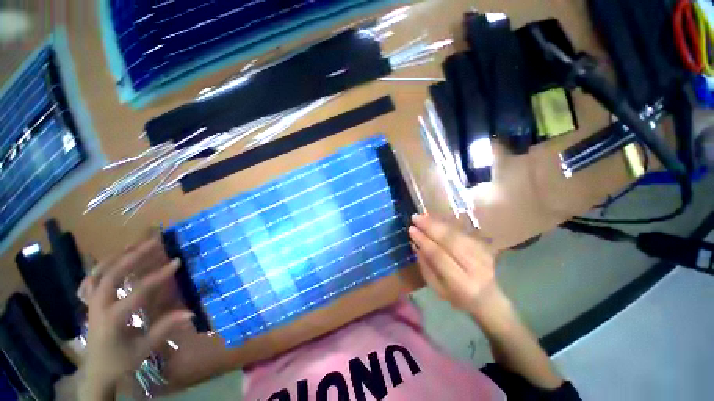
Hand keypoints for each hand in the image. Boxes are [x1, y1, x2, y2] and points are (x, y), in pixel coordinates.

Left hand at [79, 233, 192, 398]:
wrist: (96, 371)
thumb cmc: (121, 361)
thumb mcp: (144, 348)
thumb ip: (164, 328)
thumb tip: (190, 312)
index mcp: (113, 319)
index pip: (138, 292)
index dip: (159, 275)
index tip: (177, 261)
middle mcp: (98, 306)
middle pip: (112, 274)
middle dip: (133, 255)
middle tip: (154, 242)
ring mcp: (90, 302)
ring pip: (99, 272)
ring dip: (117, 256)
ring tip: (136, 244)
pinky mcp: (89, 302)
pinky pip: (92, 278)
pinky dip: (102, 266)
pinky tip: (113, 260)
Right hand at [408, 214, 502, 317]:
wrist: (489, 300)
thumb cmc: (458, 298)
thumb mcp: (437, 289)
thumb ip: (426, 267)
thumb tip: (417, 246)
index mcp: (461, 283)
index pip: (439, 256)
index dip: (424, 241)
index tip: (411, 229)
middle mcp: (475, 268)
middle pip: (451, 241)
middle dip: (431, 227)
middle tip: (416, 217)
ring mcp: (484, 256)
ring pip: (458, 234)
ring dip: (438, 223)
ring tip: (423, 216)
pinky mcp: (486, 248)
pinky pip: (464, 232)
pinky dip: (448, 224)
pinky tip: (436, 220)